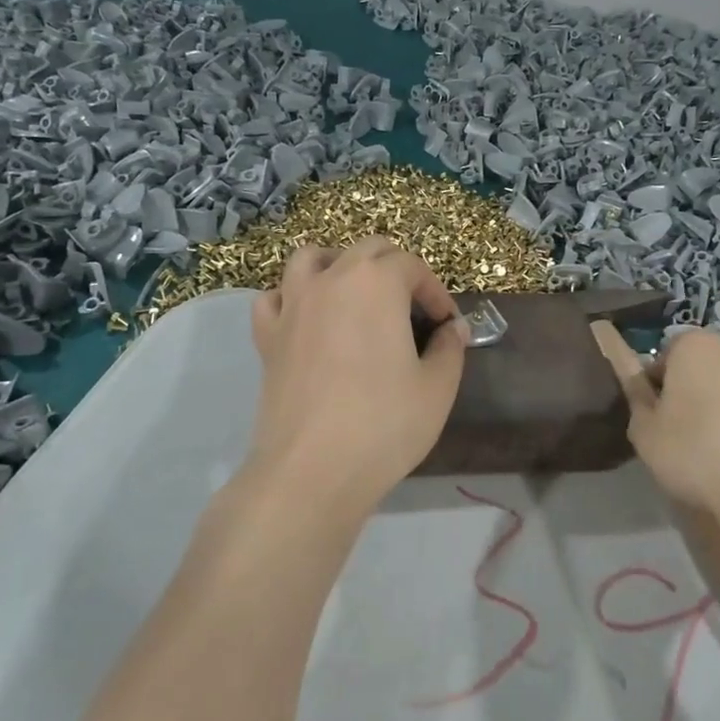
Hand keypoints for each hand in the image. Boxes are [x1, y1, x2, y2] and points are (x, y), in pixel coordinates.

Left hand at [246, 239, 467, 516]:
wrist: (312, 470)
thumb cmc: (384, 425)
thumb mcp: (437, 388)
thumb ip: (449, 348)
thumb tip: (452, 329)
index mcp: (376, 283)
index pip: (412, 266)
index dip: (436, 292)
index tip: (446, 325)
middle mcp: (330, 280)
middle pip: (366, 251)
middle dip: (396, 270)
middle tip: (412, 309)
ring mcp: (292, 305)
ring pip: (311, 258)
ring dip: (339, 266)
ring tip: (356, 296)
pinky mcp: (267, 337)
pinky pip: (275, 298)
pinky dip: (293, 298)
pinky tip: (309, 322)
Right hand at [590, 324, 719, 520]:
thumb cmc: (696, 451)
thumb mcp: (645, 432)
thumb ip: (638, 401)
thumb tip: (641, 387)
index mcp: (695, 345)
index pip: (666, 354)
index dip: (656, 384)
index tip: (654, 415)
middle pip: (704, 366)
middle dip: (692, 392)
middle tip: (681, 433)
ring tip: (716, 451)